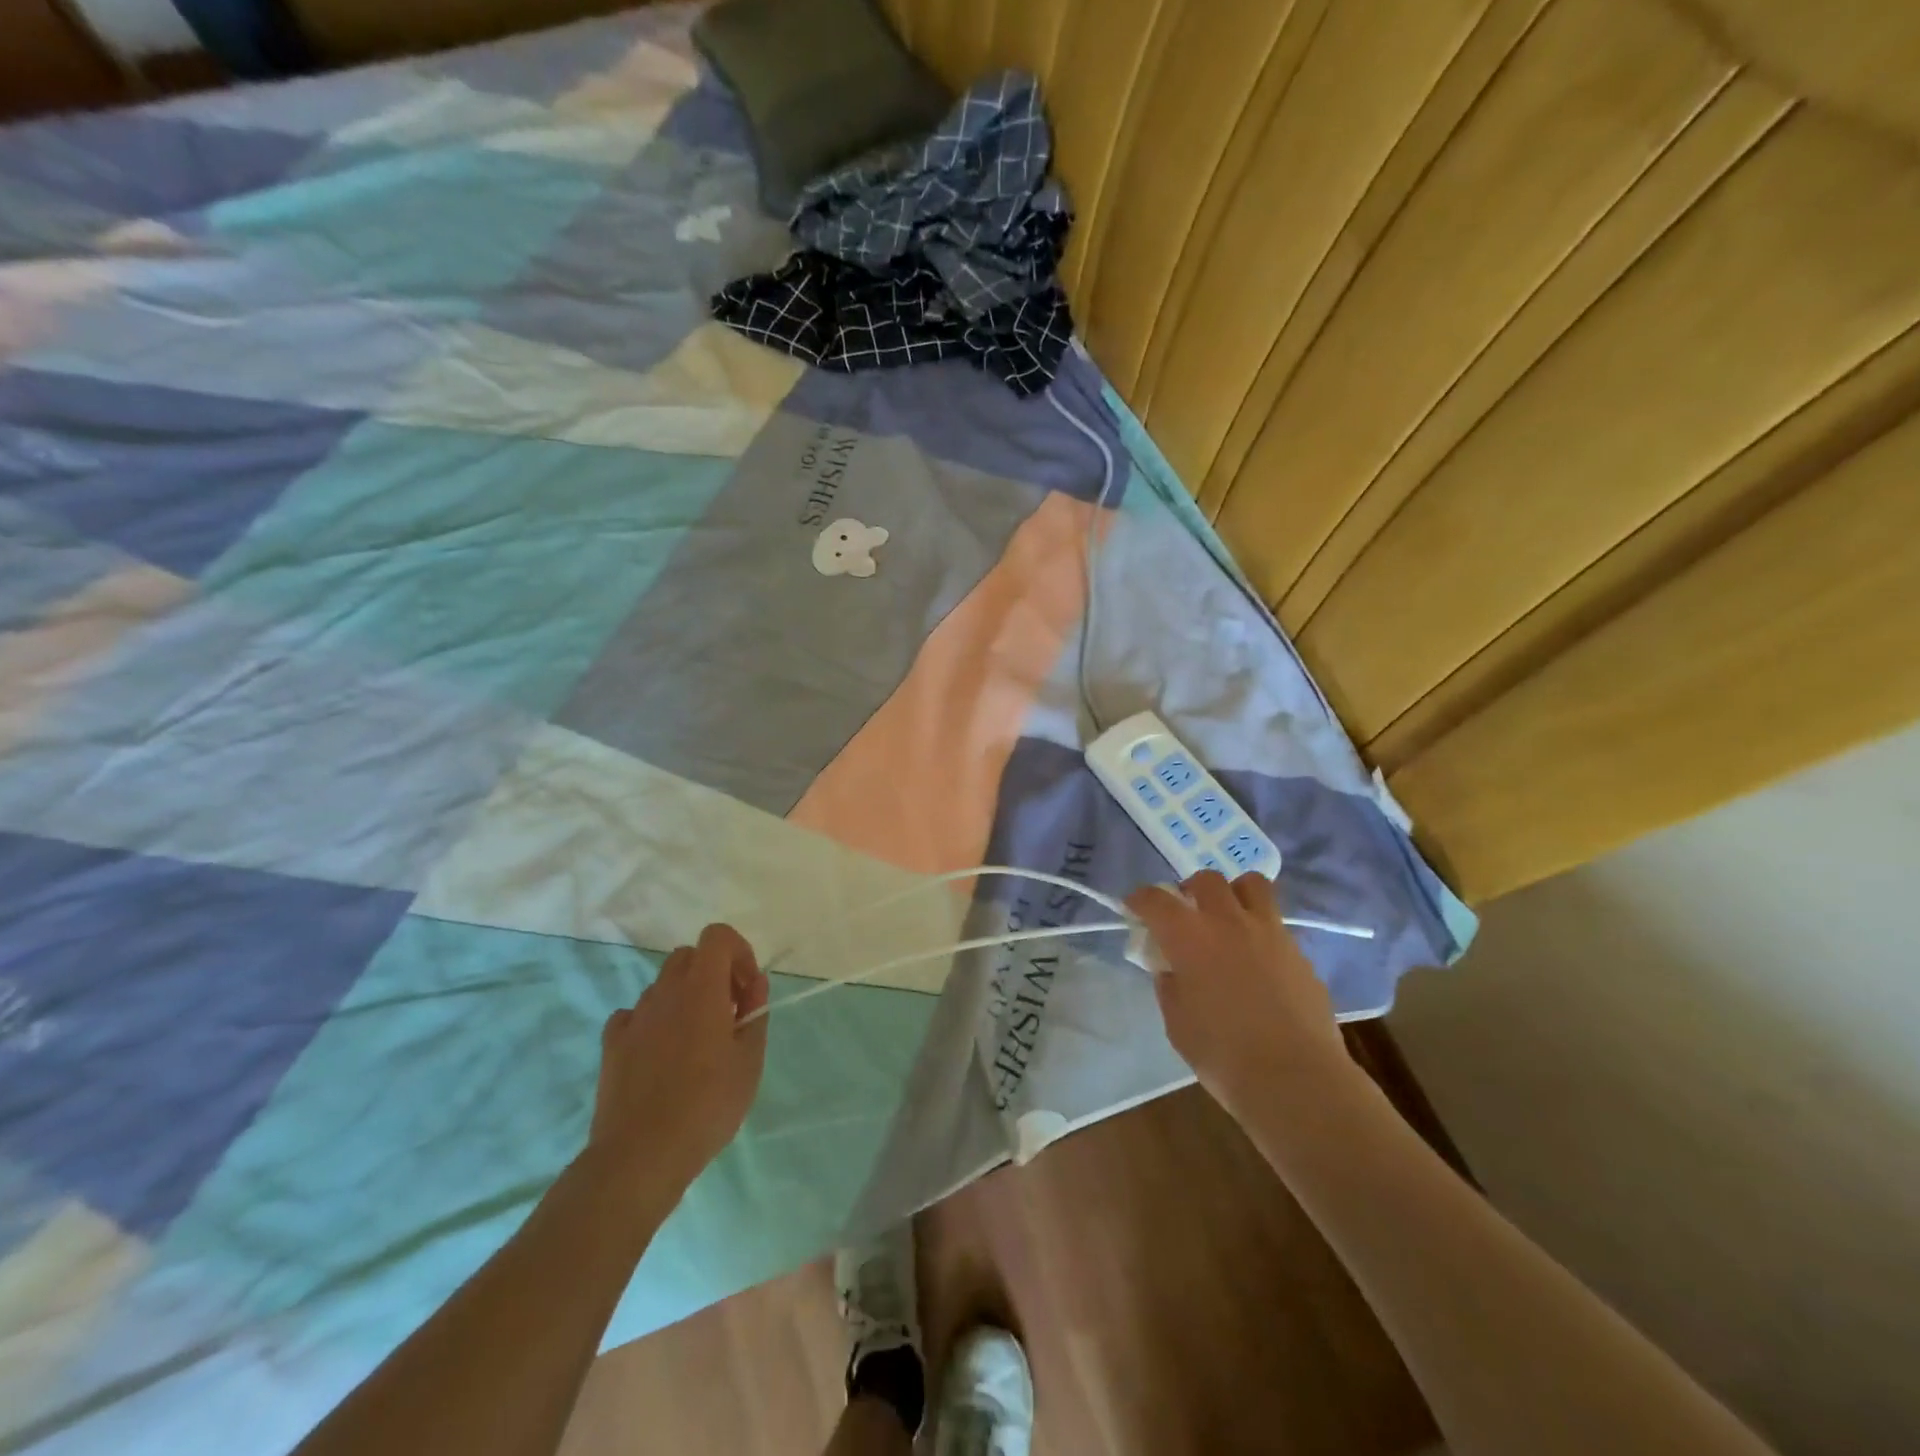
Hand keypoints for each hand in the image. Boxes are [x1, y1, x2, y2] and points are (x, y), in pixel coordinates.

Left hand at [587, 923, 769, 1205]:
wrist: (641, 1155)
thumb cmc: (707, 1105)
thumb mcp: (750, 1061)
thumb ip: (755, 1014)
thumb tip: (754, 985)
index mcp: (701, 989)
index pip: (717, 936)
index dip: (738, 952)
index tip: (747, 989)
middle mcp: (665, 992)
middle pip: (689, 956)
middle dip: (713, 973)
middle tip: (728, 1013)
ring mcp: (634, 1017)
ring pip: (663, 985)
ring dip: (685, 998)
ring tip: (697, 1042)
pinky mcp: (612, 1044)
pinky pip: (635, 1015)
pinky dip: (653, 1022)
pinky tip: (662, 1055)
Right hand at [1126, 871, 1348, 1115]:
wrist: (1297, 1080)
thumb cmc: (1223, 1055)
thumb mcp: (1177, 1022)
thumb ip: (1170, 985)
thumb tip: (1171, 968)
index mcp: (1189, 937)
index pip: (1155, 899)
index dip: (1140, 899)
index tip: (1134, 908)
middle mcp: (1228, 922)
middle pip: (1206, 880)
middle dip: (1190, 890)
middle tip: (1186, 915)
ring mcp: (1270, 932)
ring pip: (1251, 884)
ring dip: (1233, 894)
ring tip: (1228, 919)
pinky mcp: (1299, 952)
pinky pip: (1275, 923)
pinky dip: (1260, 929)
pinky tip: (1257, 960)